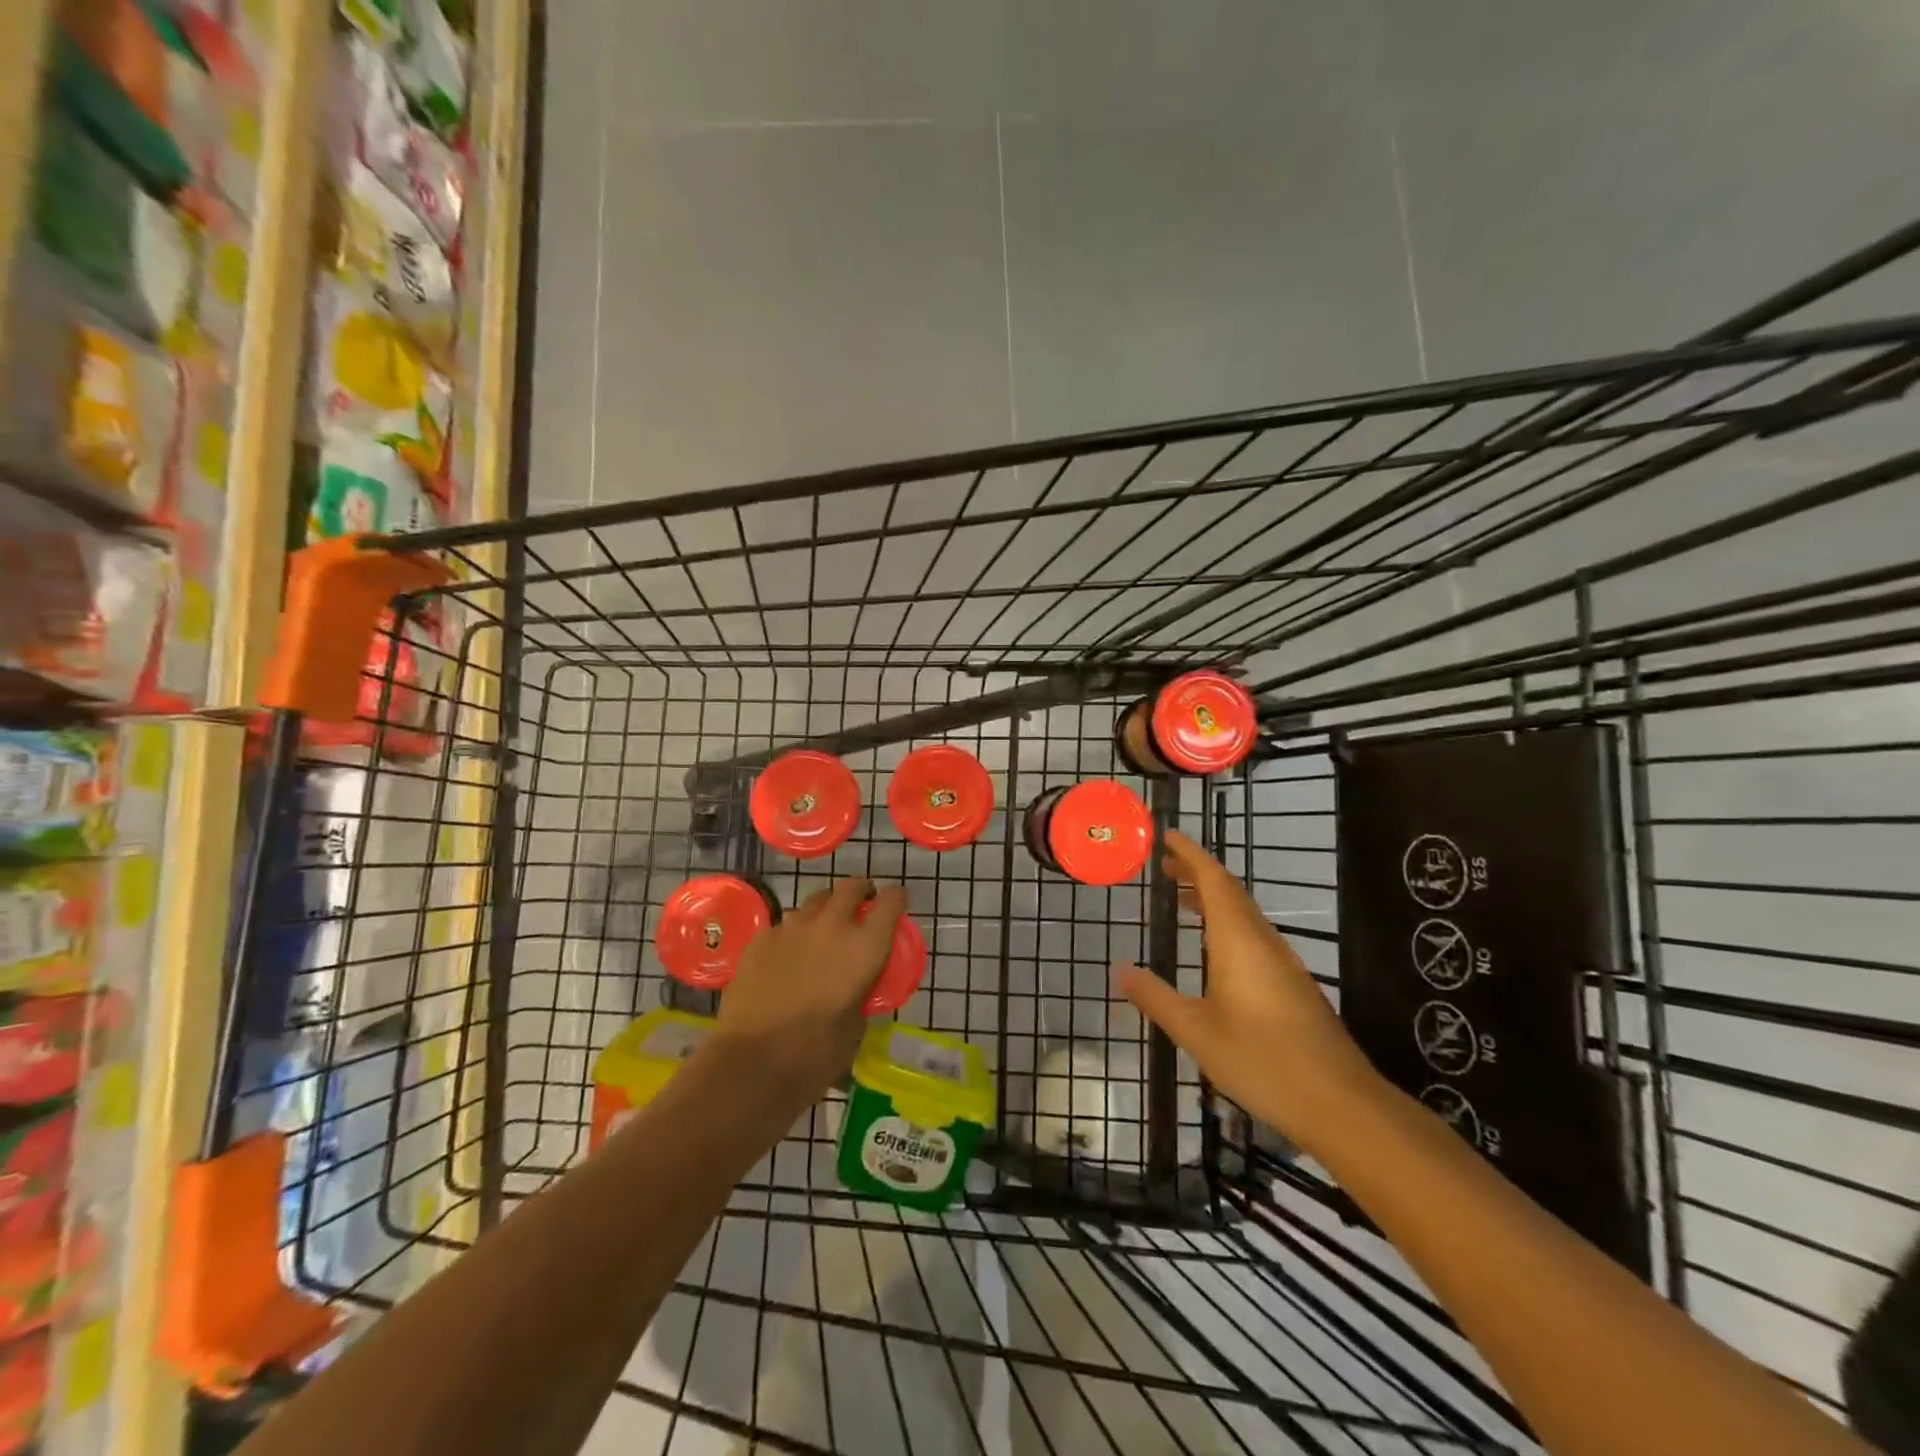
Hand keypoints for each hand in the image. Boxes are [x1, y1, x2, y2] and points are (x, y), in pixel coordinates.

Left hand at [710, 877, 907, 1108]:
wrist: (753, 1062)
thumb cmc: (816, 1053)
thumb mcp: (857, 1024)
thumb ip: (860, 992)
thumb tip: (854, 987)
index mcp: (865, 946)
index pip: (891, 902)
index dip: (896, 898)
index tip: (897, 903)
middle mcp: (831, 925)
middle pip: (851, 886)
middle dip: (860, 890)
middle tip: (861, 903)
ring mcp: (792, 927)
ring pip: (815, 902)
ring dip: (825, 910)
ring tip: (822, 931)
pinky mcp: (762, 938)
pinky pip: (785, 924)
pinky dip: (794, 933)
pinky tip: (788, 955)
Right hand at [1114, 831, 1384, 1151]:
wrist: (1341, 1105)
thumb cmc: (1262, 1061)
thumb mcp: (1196, 1032)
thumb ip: (1156, 998)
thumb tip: (1120, 969)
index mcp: (1239, 942)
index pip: (1213, 881)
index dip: (1190, 854)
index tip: (1167, 836)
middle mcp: (1264, 943)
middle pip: (1231, 893)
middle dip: (1198, 873)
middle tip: (1166, 867)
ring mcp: (1284, 964)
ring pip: (1245, 916)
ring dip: (1214, 900)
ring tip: (1184, 900)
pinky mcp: (1294, 986)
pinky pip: (1255, 937)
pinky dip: (1228, 926)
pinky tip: (1216, 951)